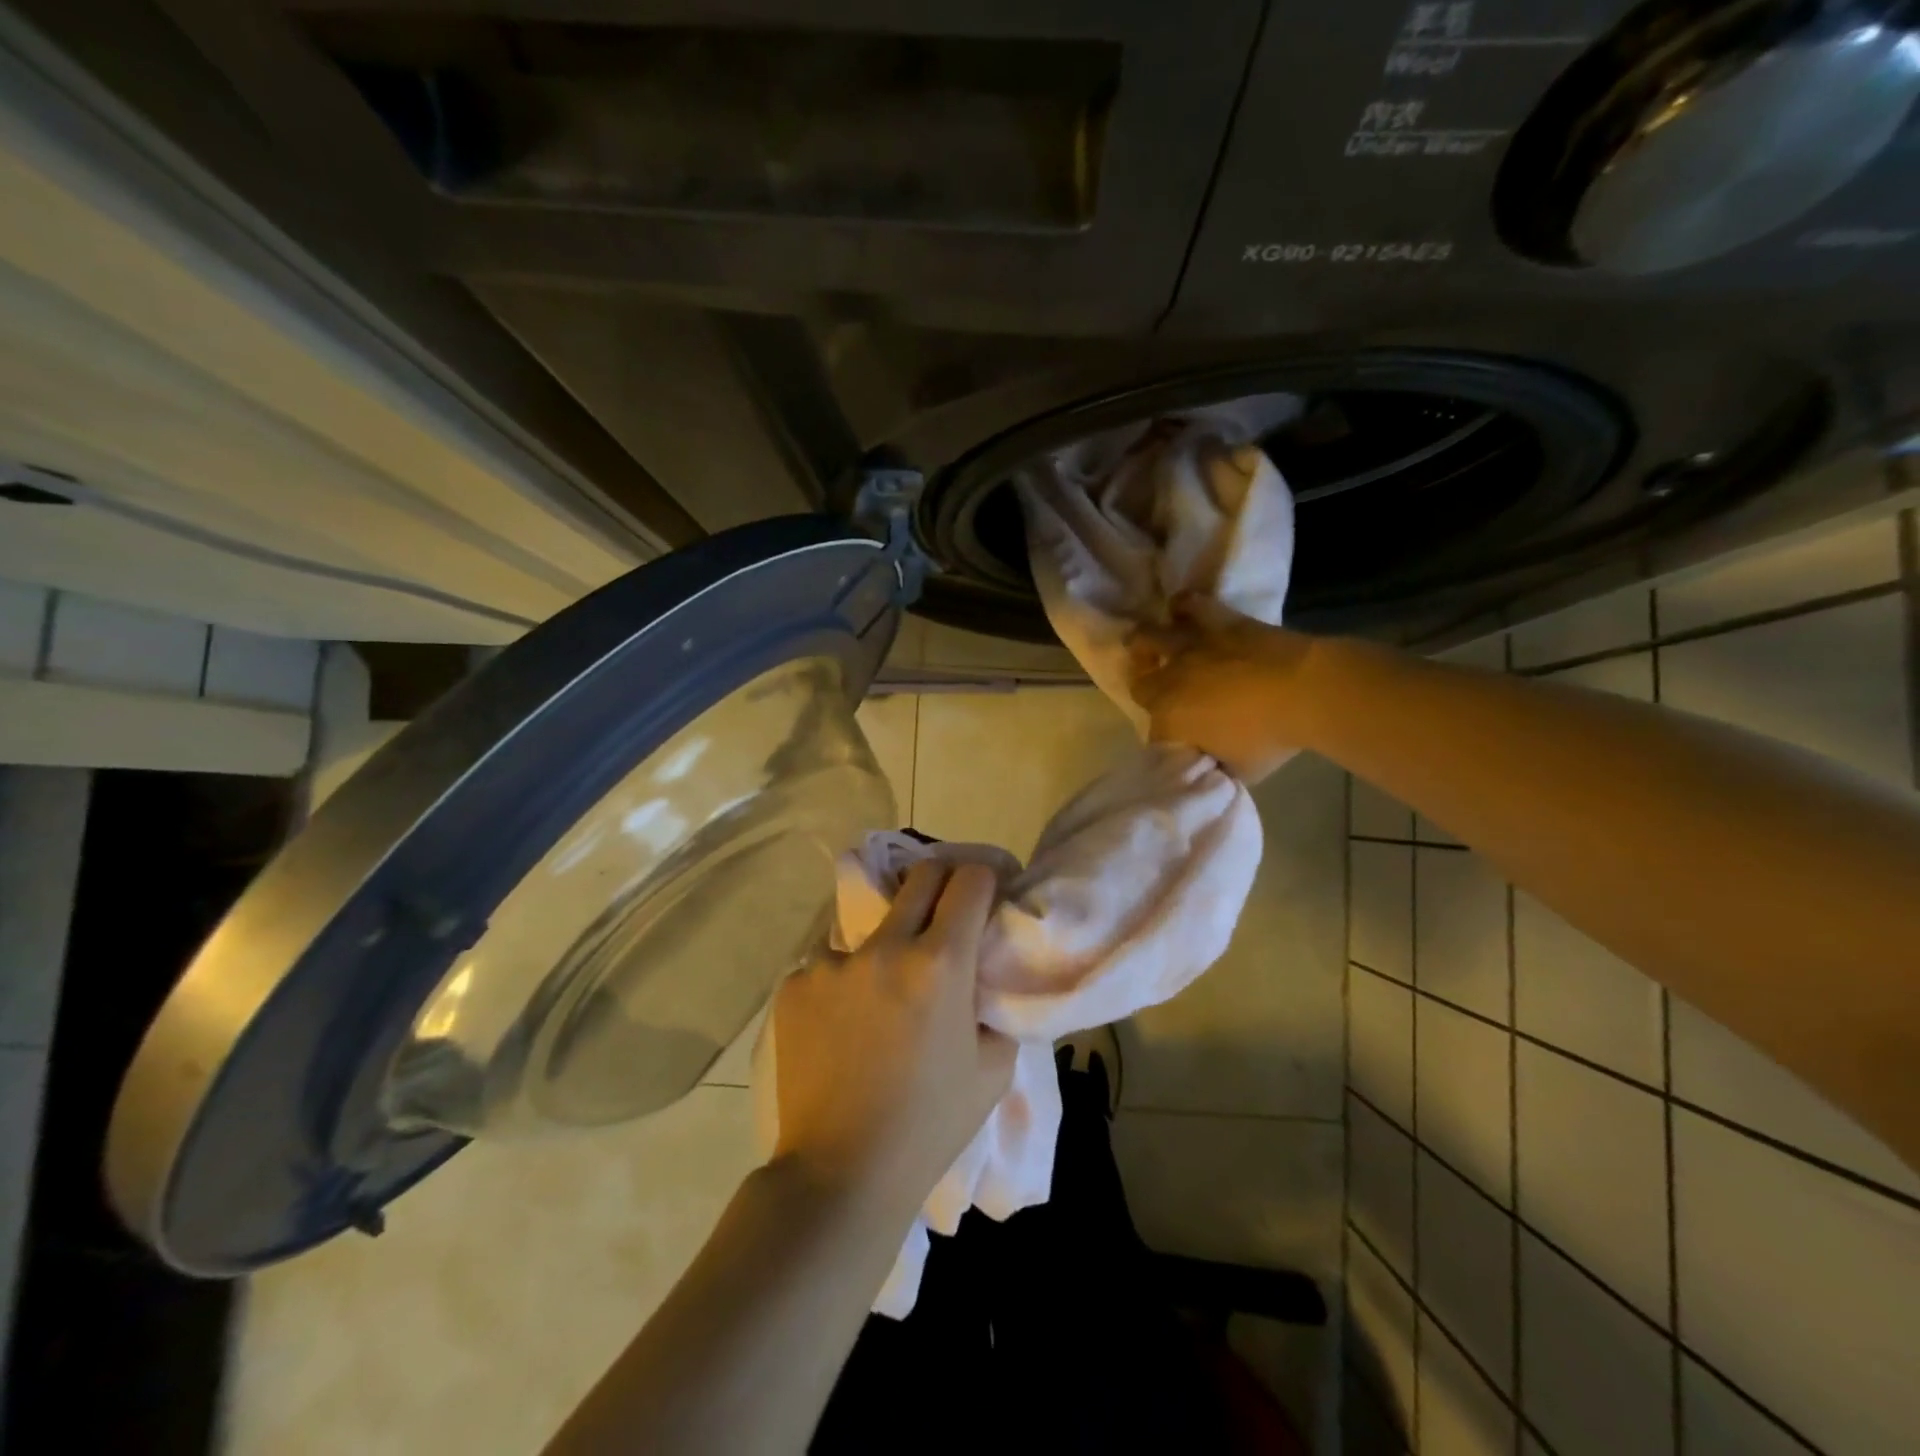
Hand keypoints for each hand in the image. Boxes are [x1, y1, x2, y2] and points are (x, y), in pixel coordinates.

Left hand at [769, 862, 1016, 1218]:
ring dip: (887, 940)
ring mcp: (832, 962)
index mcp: (939, 962)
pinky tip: (843, 1023)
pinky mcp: (794, 984)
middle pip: (920, 875)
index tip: (988, 893)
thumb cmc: (930, 1124)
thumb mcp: (993, 1068)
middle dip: (943, 880)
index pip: (969, 880)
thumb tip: (985, 976)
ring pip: (870, 923)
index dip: (985, 880)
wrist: (841, 1174)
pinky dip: (845, 979)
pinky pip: (829, 962)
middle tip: (947, 910)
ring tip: (884, 989)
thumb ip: (994, 1006)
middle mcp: (885, 947)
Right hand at [1128, 595, 1314, 782]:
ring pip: (1148, 637)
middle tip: (1162, 696)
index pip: (1154, 733)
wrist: (1307, 691)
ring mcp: (1190, 646)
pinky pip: (1190, 604)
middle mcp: (1170, 680)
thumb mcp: (1240, 768)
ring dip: (1145, 645)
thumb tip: (1211, 758)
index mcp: (1170, 719)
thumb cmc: (1272, 737)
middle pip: (1141, 685)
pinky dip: (1182, 608)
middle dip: (1147, 691)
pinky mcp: (1216, 621)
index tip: (1182, 742)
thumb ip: (1216, 762)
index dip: (1166, 738)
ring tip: (1151, 648)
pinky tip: (1180, 611)